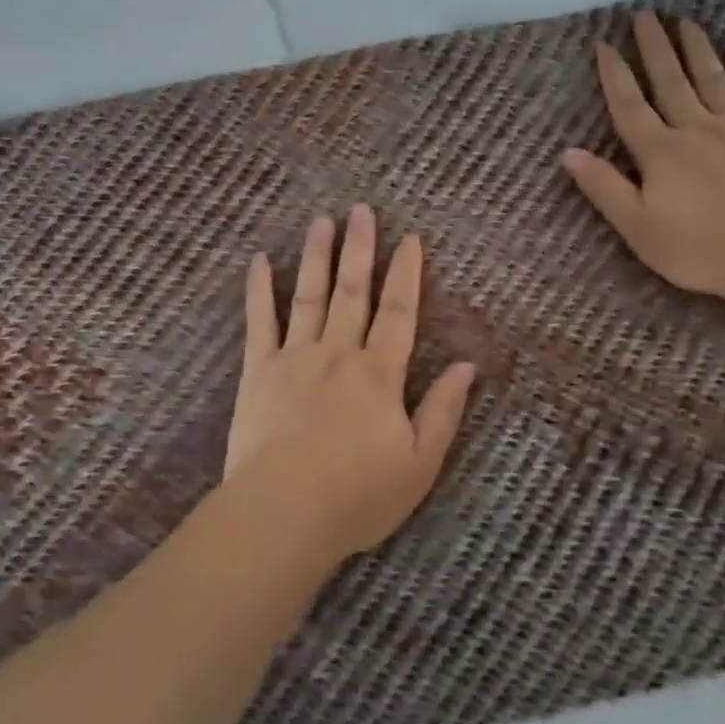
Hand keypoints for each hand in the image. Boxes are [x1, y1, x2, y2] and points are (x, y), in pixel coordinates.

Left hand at [220, 208, 476, 568]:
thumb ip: (443, 411)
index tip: (410, 238)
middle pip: (353, 291)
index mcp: (379, 374)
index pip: (399, 311)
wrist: (283, 513)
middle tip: (361, 210)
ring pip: (309, 295)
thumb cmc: (358, 495)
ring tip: (321, 221)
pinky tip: (260, 259)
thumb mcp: (419, 463)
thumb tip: (467, 366)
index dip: (407, 273)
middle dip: (360, 248)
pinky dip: (260, 289)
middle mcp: (339, 353)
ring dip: (317, 256)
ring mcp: (294, 358)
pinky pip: (259, 322)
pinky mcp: (257, 371)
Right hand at [562, 13, 724, 306]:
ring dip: (696, 49)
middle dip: (655, 48)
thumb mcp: (638, 228)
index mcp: (660, 153)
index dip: (615, 76)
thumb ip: (604, 187)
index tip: (604, 45)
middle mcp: (696, 129)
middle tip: (645, 16)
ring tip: (686, 21)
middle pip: (670, 82)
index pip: (629, 107)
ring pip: (712, 79)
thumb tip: (568, 153)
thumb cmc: (701, 249)